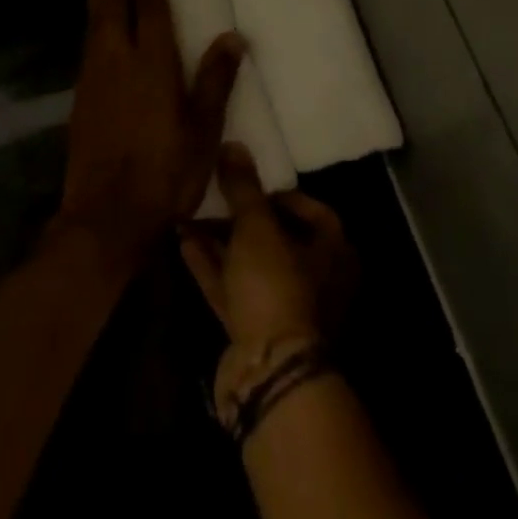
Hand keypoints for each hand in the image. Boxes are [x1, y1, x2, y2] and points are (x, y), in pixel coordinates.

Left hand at [58, 0, 244, 263]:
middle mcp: (119, 58)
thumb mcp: (203, 131)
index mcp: (153, 63)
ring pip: (94, 15)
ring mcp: (95, 75)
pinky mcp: (82, 93)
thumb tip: (234, 38)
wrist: (106, 216)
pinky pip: (88, 37)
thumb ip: (215, 80)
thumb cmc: (165, 173)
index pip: (151, 4)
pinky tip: (95, 13)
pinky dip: (92, 13)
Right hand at [180, 144, 358, 349]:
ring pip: (251, 265)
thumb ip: (244, 186)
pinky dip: (212, 266)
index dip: (281, 194)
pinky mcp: (257, 333)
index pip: (313, 211)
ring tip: (189, 215)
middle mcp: (317, 280)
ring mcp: (286, 310)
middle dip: (242, 218)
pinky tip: (184, 242)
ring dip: (221, 241)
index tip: (250, 184)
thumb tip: (234, 145)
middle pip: (278, 239)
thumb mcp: (257, 226)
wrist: (269, 373)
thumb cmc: (276, 285)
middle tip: (215, 196)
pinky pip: (233, 289)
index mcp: (334, 252)